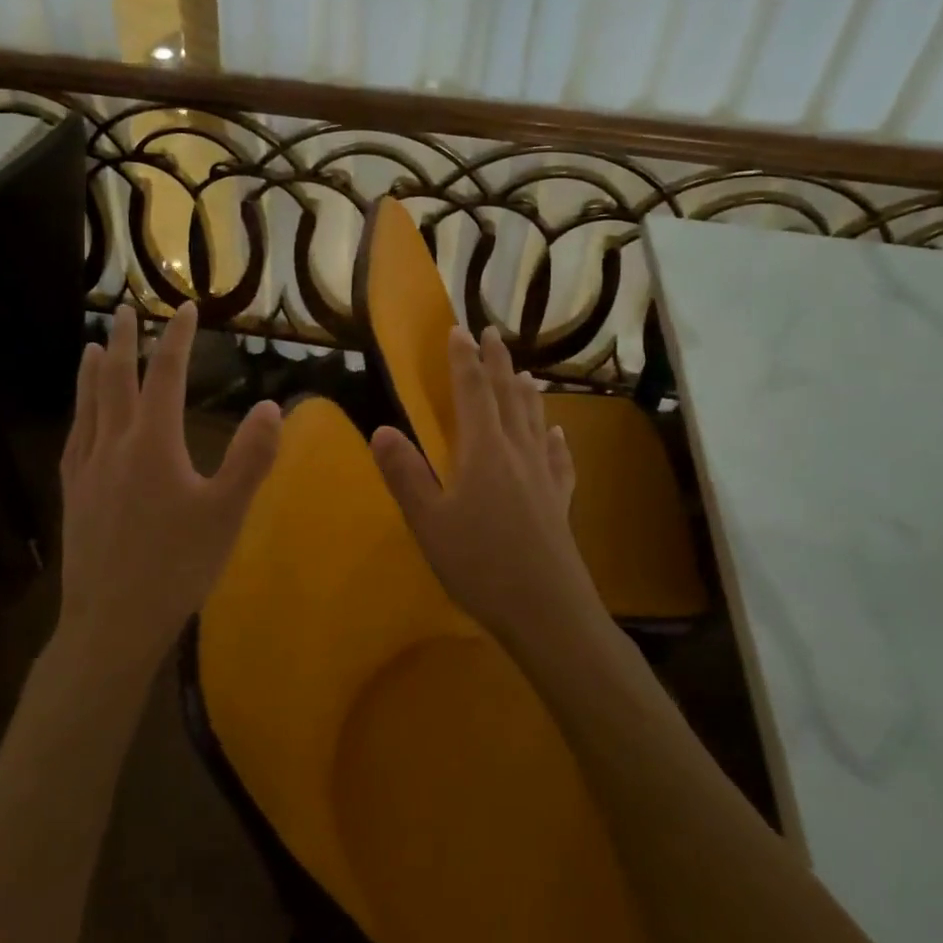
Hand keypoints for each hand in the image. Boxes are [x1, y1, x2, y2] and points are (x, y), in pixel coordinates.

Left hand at [57, 303, 281, 670]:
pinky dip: (79, 413)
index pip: (165, 376)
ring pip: (88, 406)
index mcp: (153, 444)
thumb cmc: (176, 566)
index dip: (175, 338)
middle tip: (123, 310)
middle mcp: (114, 445)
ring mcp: (87, 469)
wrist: (112, 621)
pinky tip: (80, 417)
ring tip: (93, 347)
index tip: (183, 308)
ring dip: (92, 371)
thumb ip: (251, 458)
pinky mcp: (73, 494)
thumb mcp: (226, 513)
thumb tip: (270, 407)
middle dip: (124, 342)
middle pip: (116, 381)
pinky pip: (74, 438)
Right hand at [371, 325, 598, 645]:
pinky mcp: (560, 501)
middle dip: (498, 362)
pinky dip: (557, 440)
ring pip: (535, 421)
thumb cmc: (481, 565)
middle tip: (493, 333)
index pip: (473, 391)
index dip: (464, 359)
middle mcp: (517, 452)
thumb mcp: (429, 522)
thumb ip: (405, 474)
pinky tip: (559, 434)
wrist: (548, 612)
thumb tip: (381, 429)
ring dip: (527, 393)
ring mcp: (544, 476)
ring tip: (526, 373)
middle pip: (508, 397)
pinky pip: (559, 459)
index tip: (460, 330)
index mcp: (484, 450)